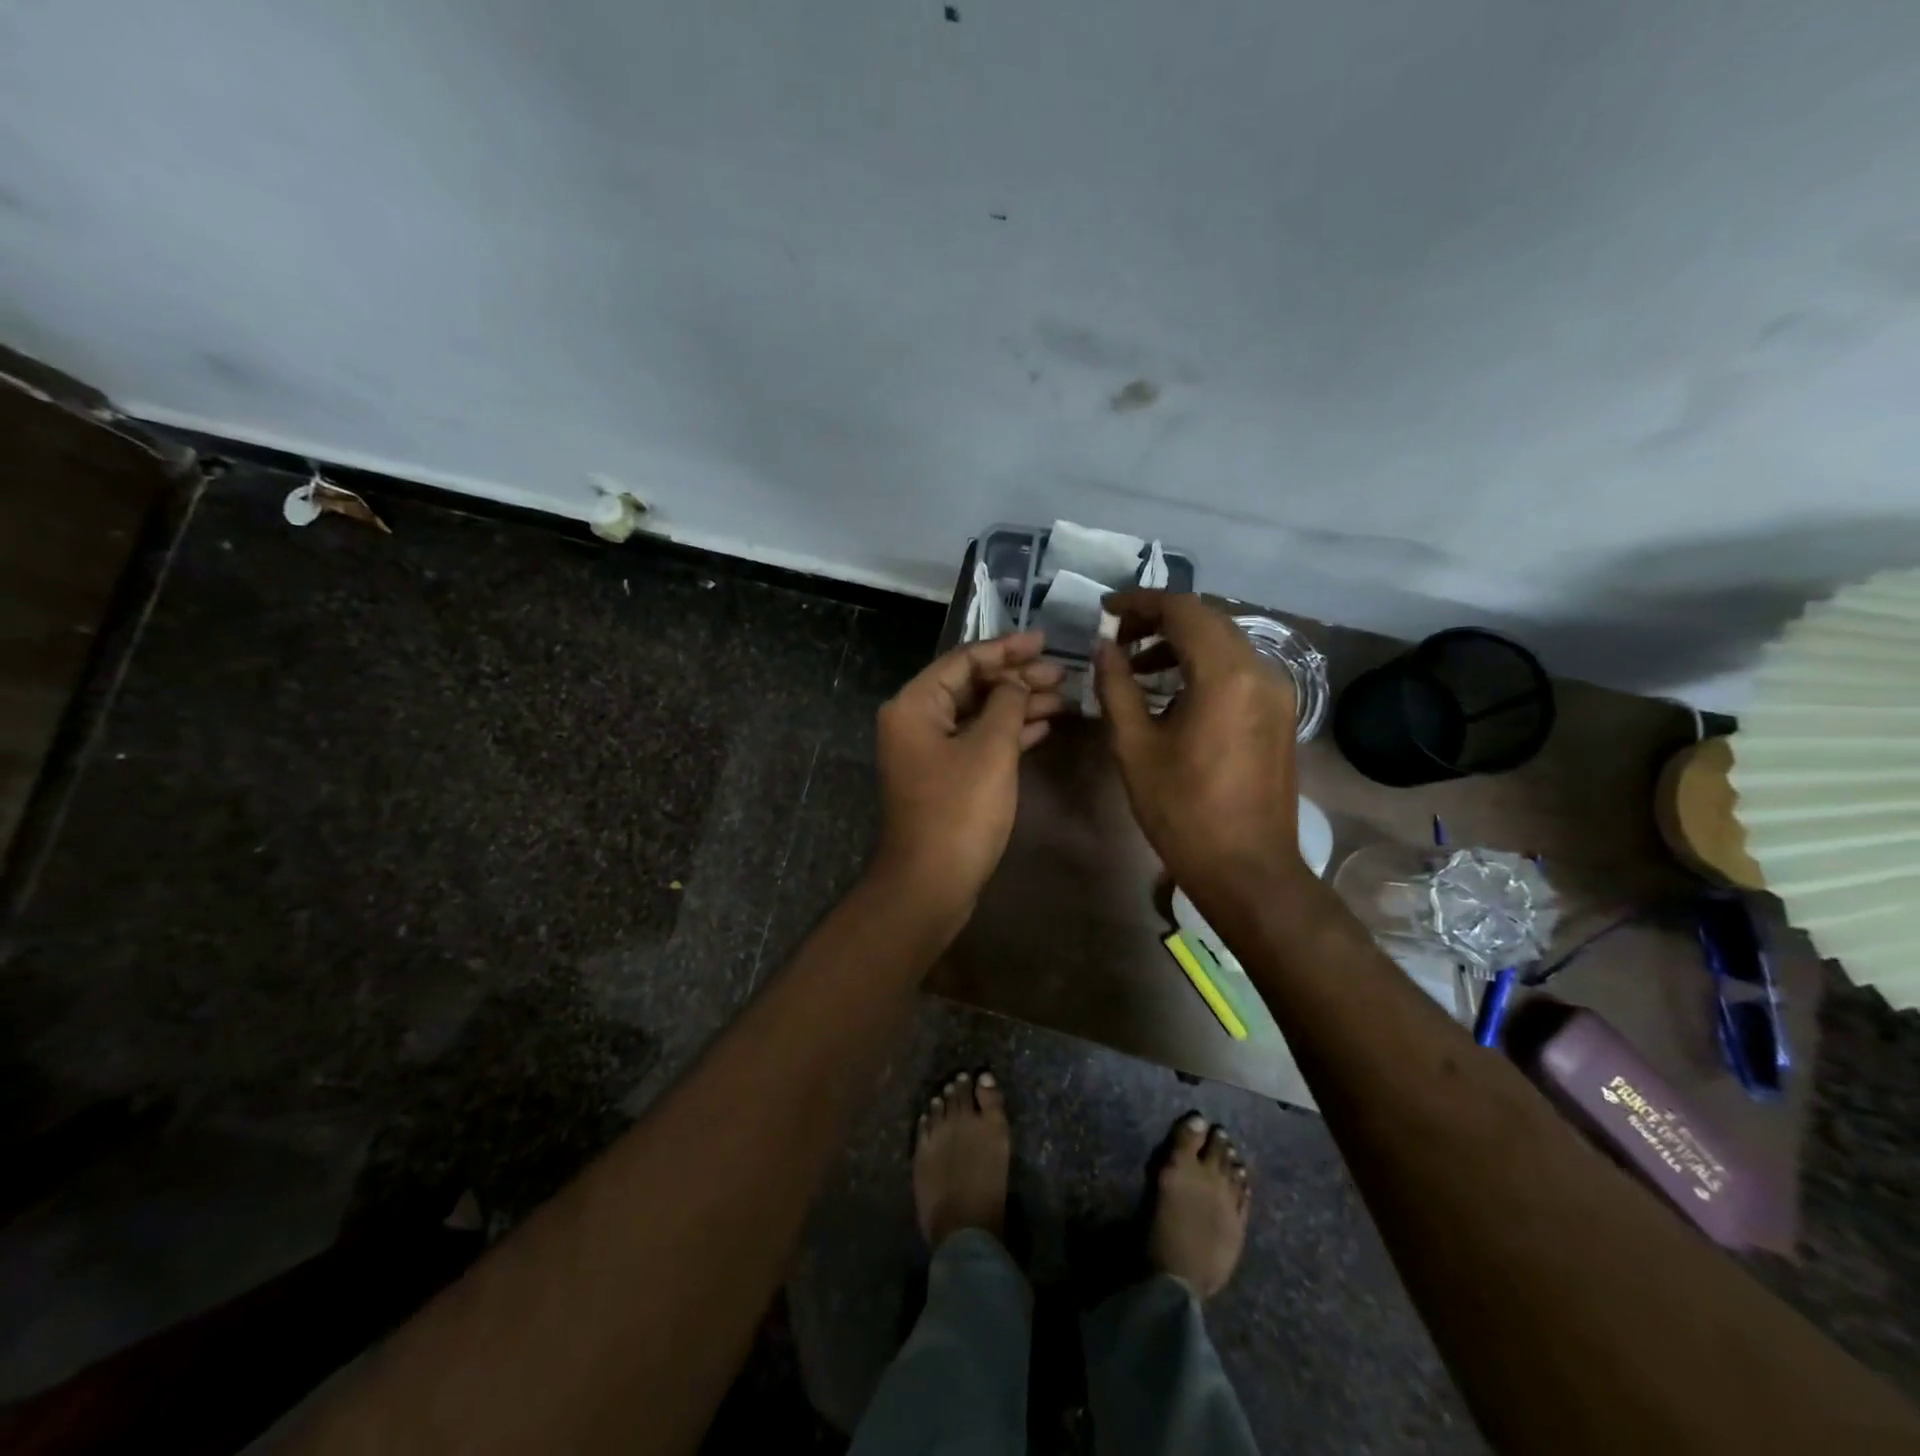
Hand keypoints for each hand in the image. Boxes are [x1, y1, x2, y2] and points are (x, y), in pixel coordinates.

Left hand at [873, 630, 1064, 919]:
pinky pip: (979, 742)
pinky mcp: (946, 777)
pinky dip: (1009, 733)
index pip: (963, 660)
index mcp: (915, 705)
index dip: (1006, 648)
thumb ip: (1007, 703)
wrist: (931, 882)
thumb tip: (1017, 681)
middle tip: (1061, 673)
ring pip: (979, 715)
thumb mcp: (990, 749)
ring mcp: (930, 751)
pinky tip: (1043, 727)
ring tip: (1063, 698)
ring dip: (1018, 705)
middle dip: (1017, 678)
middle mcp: (916, 721)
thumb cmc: (959, 811)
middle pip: (971, 685)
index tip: (1044, 641)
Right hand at [1095, 591, 1305, 895]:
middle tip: (1116, 639)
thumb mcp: (1134, 747)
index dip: (1139, 603)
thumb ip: (1116, 687)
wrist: (1247, 868)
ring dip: (1180, 642)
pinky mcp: (1279, 712)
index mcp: (1225, 675)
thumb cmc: (1183, 810)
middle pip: (1207, 619)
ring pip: (1225, 642)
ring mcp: (1276, 691)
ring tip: (1136, 667)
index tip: (1104, 612)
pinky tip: (1172, 691)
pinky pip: (1238, 668)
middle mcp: (1261, 670)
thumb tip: (1103, 647)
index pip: (1183, 610)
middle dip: (1159, 620)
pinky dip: (1202, 664)